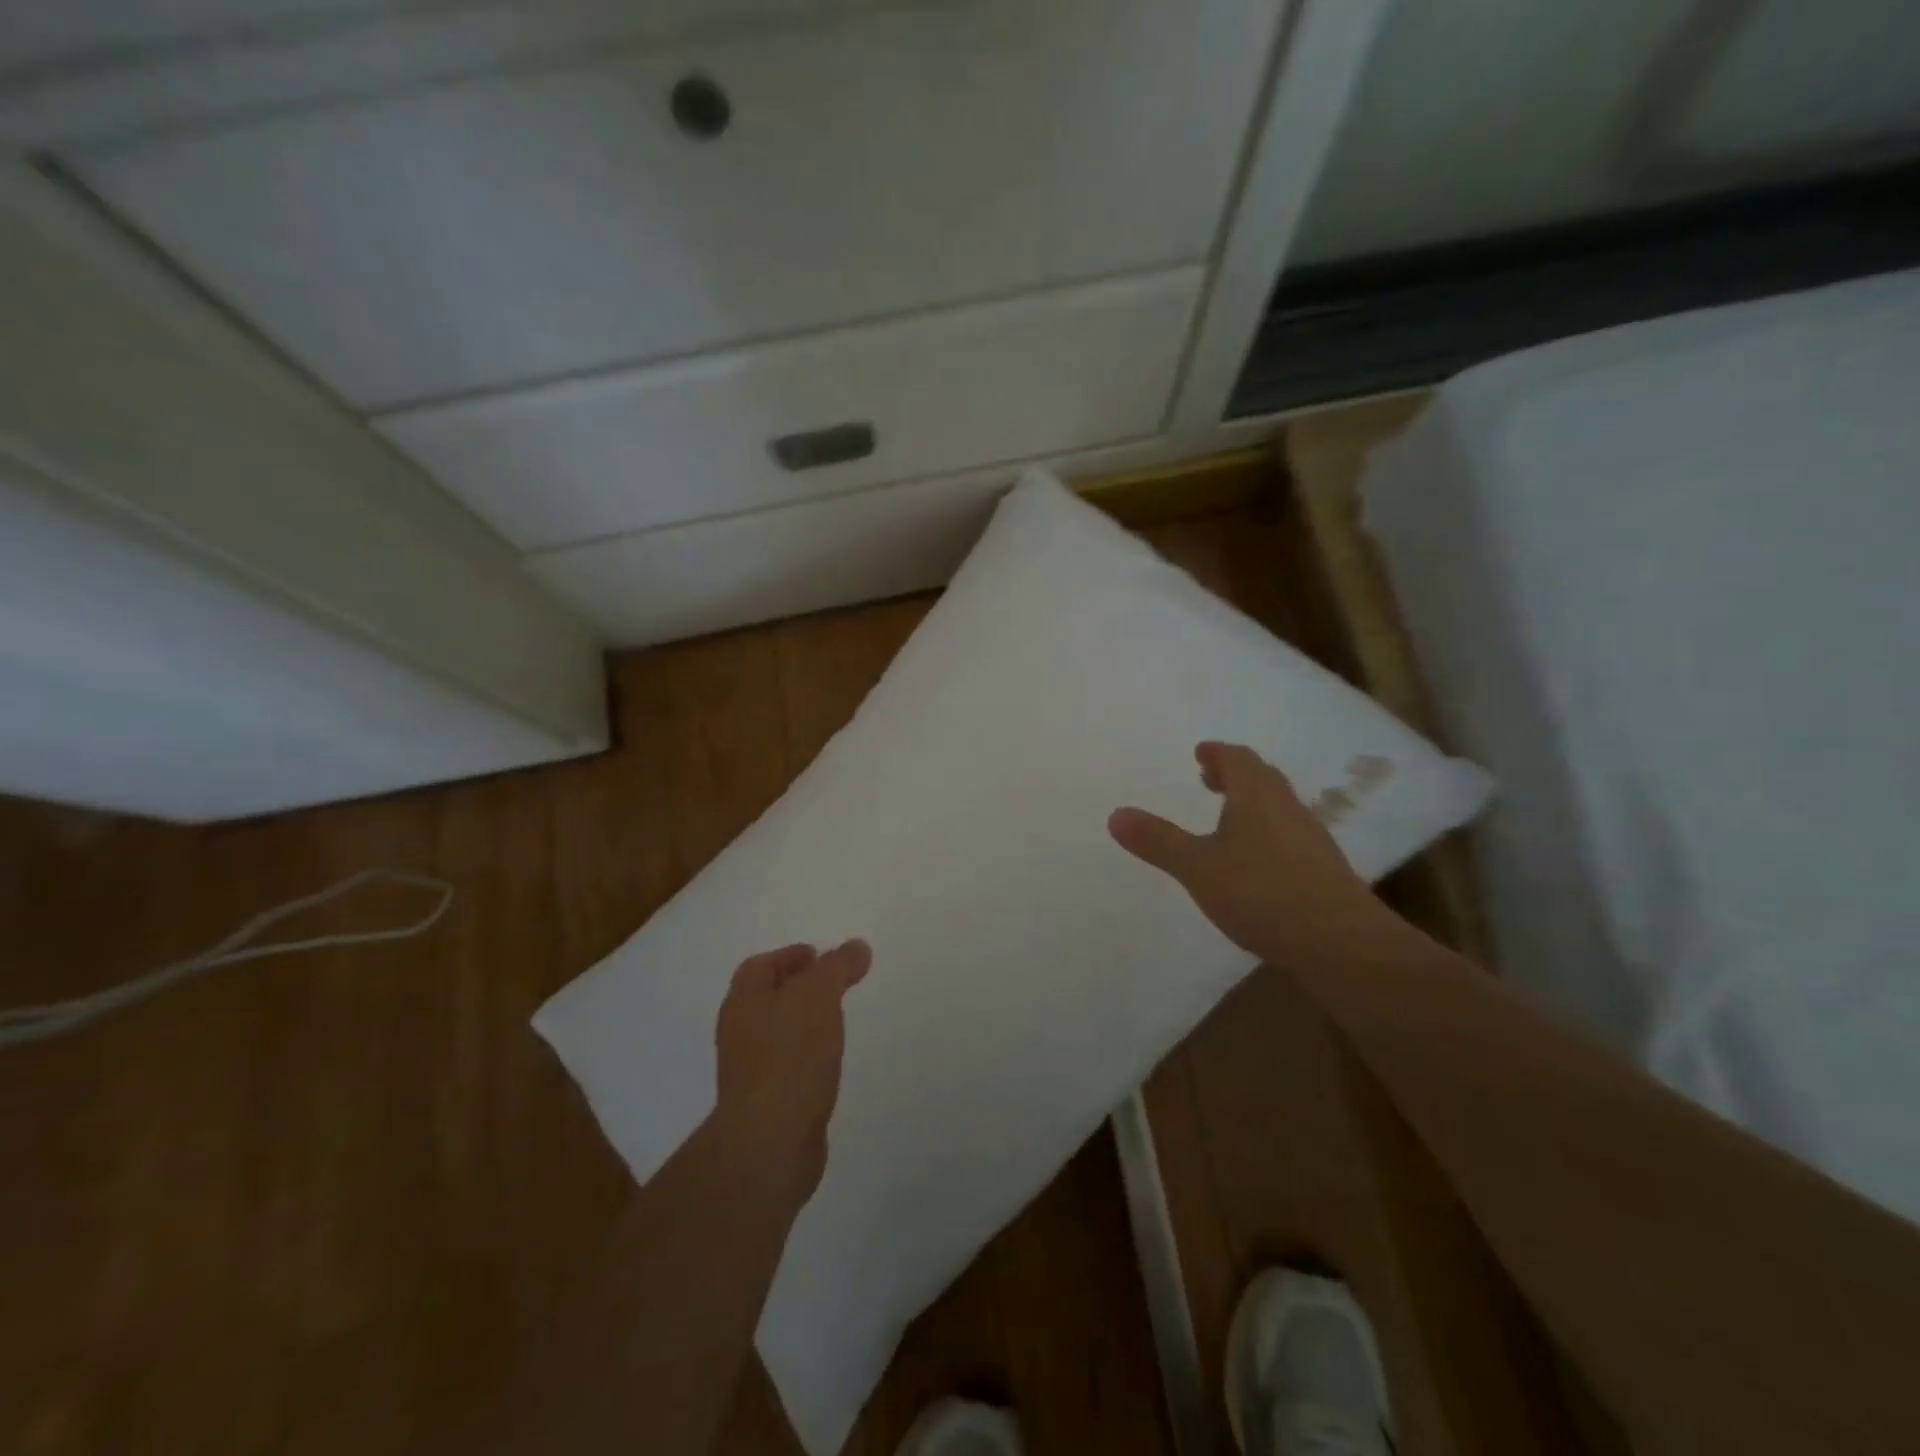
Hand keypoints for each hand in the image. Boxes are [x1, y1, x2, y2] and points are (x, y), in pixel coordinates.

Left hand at [712, 940, 871, 1213]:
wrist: (770, 1142)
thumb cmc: (790, 1056)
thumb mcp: (819, 996)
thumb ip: (838, 966)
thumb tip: (857, 947)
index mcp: (743, 1002)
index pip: (760, 966)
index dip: (788, 956)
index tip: (820, 955)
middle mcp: (739, 1033)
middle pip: (765, 999)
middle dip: (796, 988)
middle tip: (832, 985)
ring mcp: (748, 1073)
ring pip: (775, 1034)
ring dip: (801, 1023)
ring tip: (835, 1021)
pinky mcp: (765, 1105)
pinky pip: (785, 1067)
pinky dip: (805, 1056)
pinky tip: (828, 1064)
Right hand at [1109, 741, 1387, 970]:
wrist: (1341, 943)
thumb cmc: (1261, 893)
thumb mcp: (1197, 868)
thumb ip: (1158, 841)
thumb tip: (1116, 813)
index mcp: (1257, 797)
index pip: (1238, 759)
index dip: (1217, 753)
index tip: (1201, 753)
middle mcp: (1288, 809)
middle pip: (1262, 779)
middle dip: (1234, 775)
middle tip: (1210, 780)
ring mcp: (1311, 840)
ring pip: (1278, 808)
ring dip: (1251, 804)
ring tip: (1227, 820)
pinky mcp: (1323, 872)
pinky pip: (1289, 836)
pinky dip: (1266, 834)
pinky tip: (1255, 863)